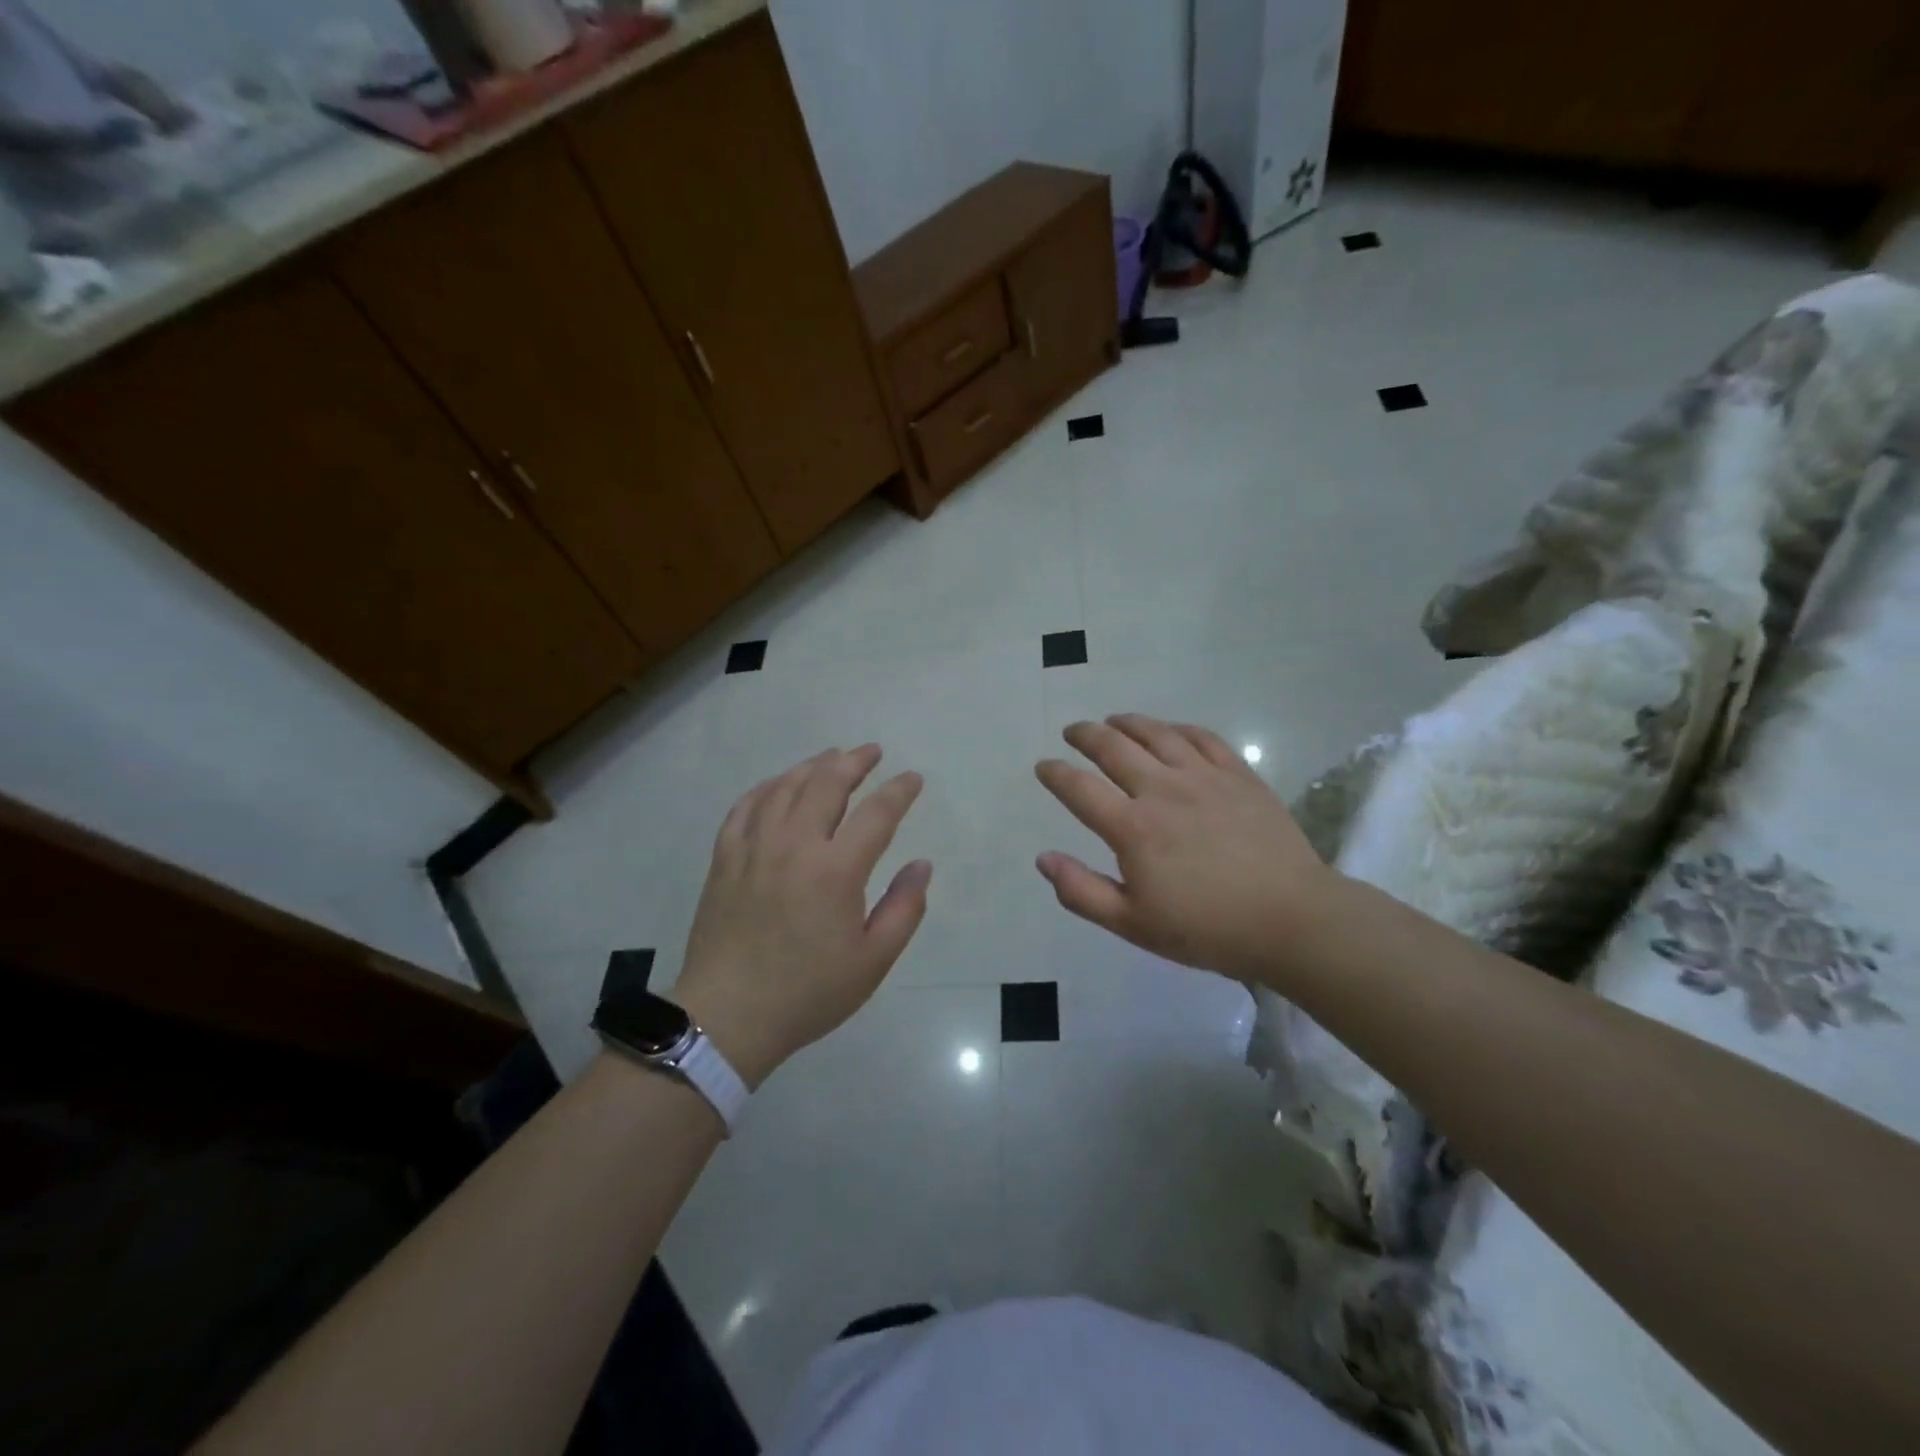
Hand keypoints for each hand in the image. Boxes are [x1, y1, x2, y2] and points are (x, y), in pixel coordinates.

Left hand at [672, 745, 930, 1087]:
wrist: (728, 1017)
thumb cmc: (808, 992)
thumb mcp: (872, 961)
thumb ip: (904, 908)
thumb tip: (921, 864)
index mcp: (836, 870)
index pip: (877, 813)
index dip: (899, 791)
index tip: (913, 779)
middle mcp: (795, 845)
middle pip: (827, 784)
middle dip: (854, 761)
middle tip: (872, 752)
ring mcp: (754, 848)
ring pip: (785, 787)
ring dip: (813, 766)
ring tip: (831, 758)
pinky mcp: (724, 858)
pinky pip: (745, 807)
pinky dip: (766, 788)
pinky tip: (777, 785)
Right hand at [1035, 714, 1335, 982]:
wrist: (1291, 919)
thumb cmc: (1207, 929)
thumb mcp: (1133, 924)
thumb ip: (1082, 891)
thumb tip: (1043, 859)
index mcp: (1133, 827)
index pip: (1079, 788)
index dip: (1055, 774)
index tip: (1043, 766)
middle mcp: (1163, 790)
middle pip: (1113, 747)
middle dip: (1085, 735)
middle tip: (1072, 732)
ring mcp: (1204, 777)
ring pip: (1157, 734)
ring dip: (1128, 723)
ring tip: (1113, 720)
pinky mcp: (1239, 775)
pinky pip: (1203, 738)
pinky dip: (1178, 728)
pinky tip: (1170, 730)